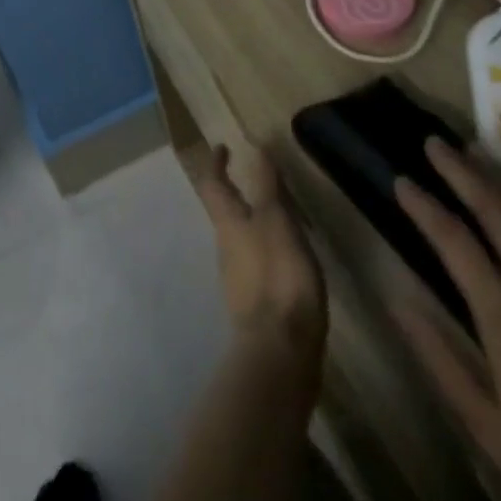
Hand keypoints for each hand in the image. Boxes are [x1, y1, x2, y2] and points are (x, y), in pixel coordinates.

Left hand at [186, 143, 325, 366]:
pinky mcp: (254, 305)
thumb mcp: (277, 221)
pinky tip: (286, 258)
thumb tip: (255, 147)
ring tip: (279, 216)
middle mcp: (226, 248)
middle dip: (236, 193)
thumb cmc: (278, 277)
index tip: (222, 147)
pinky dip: (266, 249)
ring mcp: (238, 279)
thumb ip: (267, 185)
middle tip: (255, 179)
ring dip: (253, 222)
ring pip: (240, 238)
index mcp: (228, 224)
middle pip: (224, 213)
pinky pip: (255, 263)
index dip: (216, 164)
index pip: (213, 184)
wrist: (280, 353)